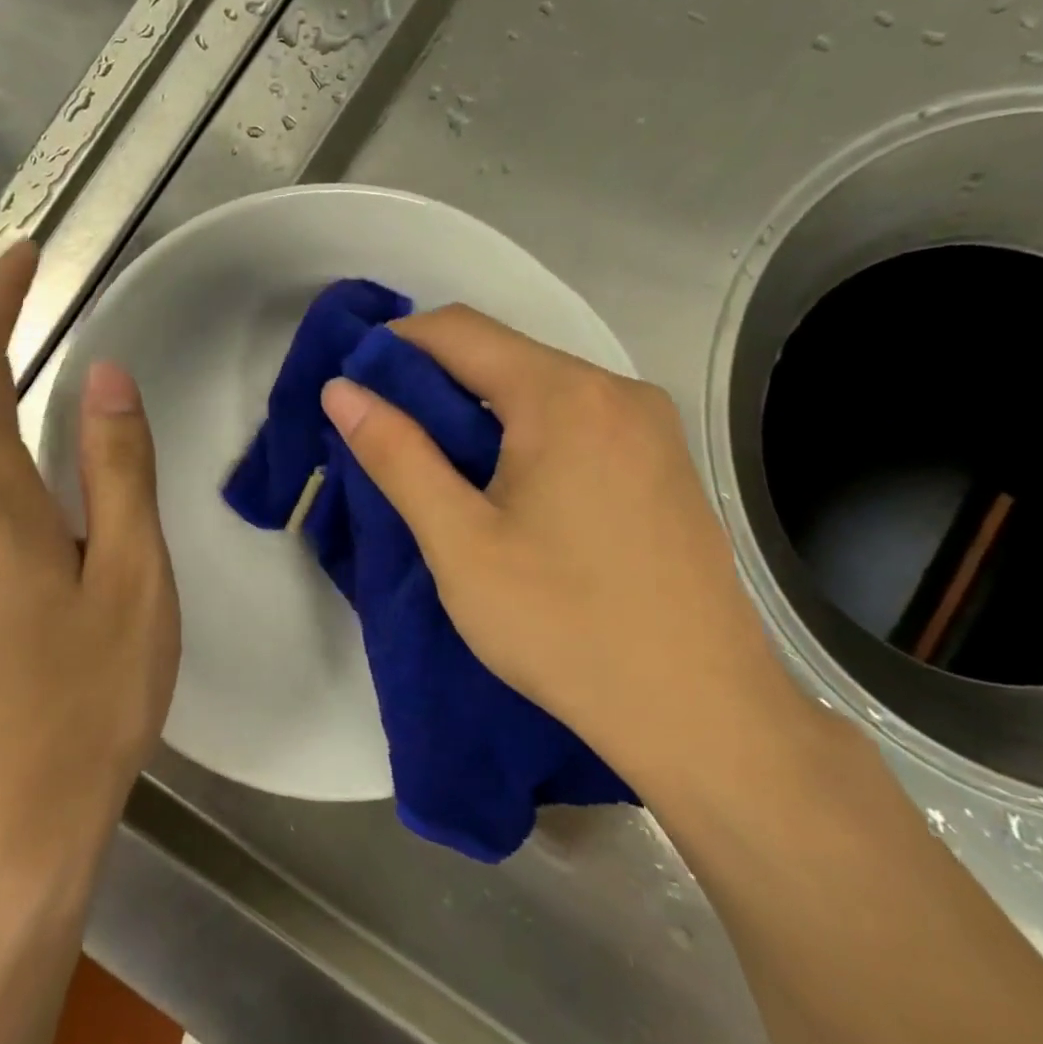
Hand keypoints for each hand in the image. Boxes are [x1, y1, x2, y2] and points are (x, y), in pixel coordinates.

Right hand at [319, 305, 806, 796]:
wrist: (701, 713)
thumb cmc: (564, 625)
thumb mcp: (460, 543)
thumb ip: (396, 455)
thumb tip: (341, 392)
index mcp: (564, 396)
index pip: (459, 330)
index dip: (393, 347)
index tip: (352, 387)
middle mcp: (617, 391)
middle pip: (504, 356)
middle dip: (434, 383)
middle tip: (385, 437)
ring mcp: (651, 428)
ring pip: (541, 391)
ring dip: (479, 413)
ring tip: (439, 470)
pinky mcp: (665, 466)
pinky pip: (578, 422)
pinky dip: (526, 436)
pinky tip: (509, 491)